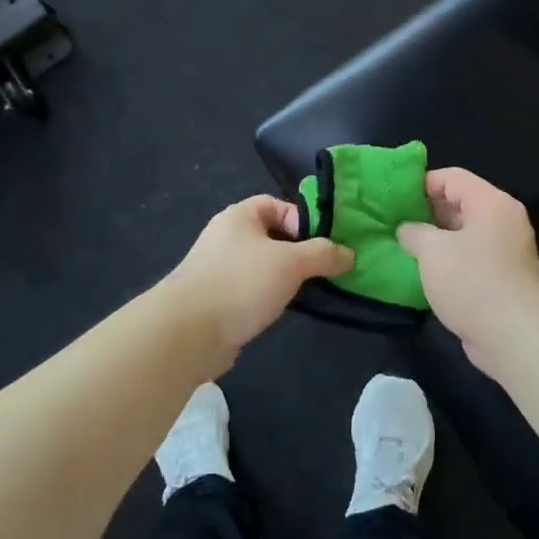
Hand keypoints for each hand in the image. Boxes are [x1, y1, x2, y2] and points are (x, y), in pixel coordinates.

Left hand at [163, 195, 352, 360]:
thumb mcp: (291, 262)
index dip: (303, 221)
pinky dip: (268, 297)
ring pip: (263, 265)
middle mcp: (227, 236)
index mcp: (240, 216)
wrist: (189, 332)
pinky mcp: (217, 299)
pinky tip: (283, 310)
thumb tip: (349, 254)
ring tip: (310, 292)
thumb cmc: (241, 283)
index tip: (324, 245)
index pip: (278, 206)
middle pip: (272, 236)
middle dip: (299, 252)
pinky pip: (251, 290)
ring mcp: (219, 268)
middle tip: (324, 270)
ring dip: (285, 277)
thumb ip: (323, 254)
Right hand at [396, 167, 538, 374]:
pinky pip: (470, 258)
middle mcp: (502, 221)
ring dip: (435, 239)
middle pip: (459, 203)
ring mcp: (505, 251)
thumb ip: (415, 232)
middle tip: (393, 223)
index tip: (394, 199)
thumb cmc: (473, 282)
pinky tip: (423, 272)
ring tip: (403, 246)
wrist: (517, 337)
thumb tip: (407, 229)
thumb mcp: (433, 251)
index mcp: (490, 203)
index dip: (421, 184)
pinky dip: (448, 261)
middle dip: (426, 212)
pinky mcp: (502, 278)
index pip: (452, 178)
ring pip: (463, 233)